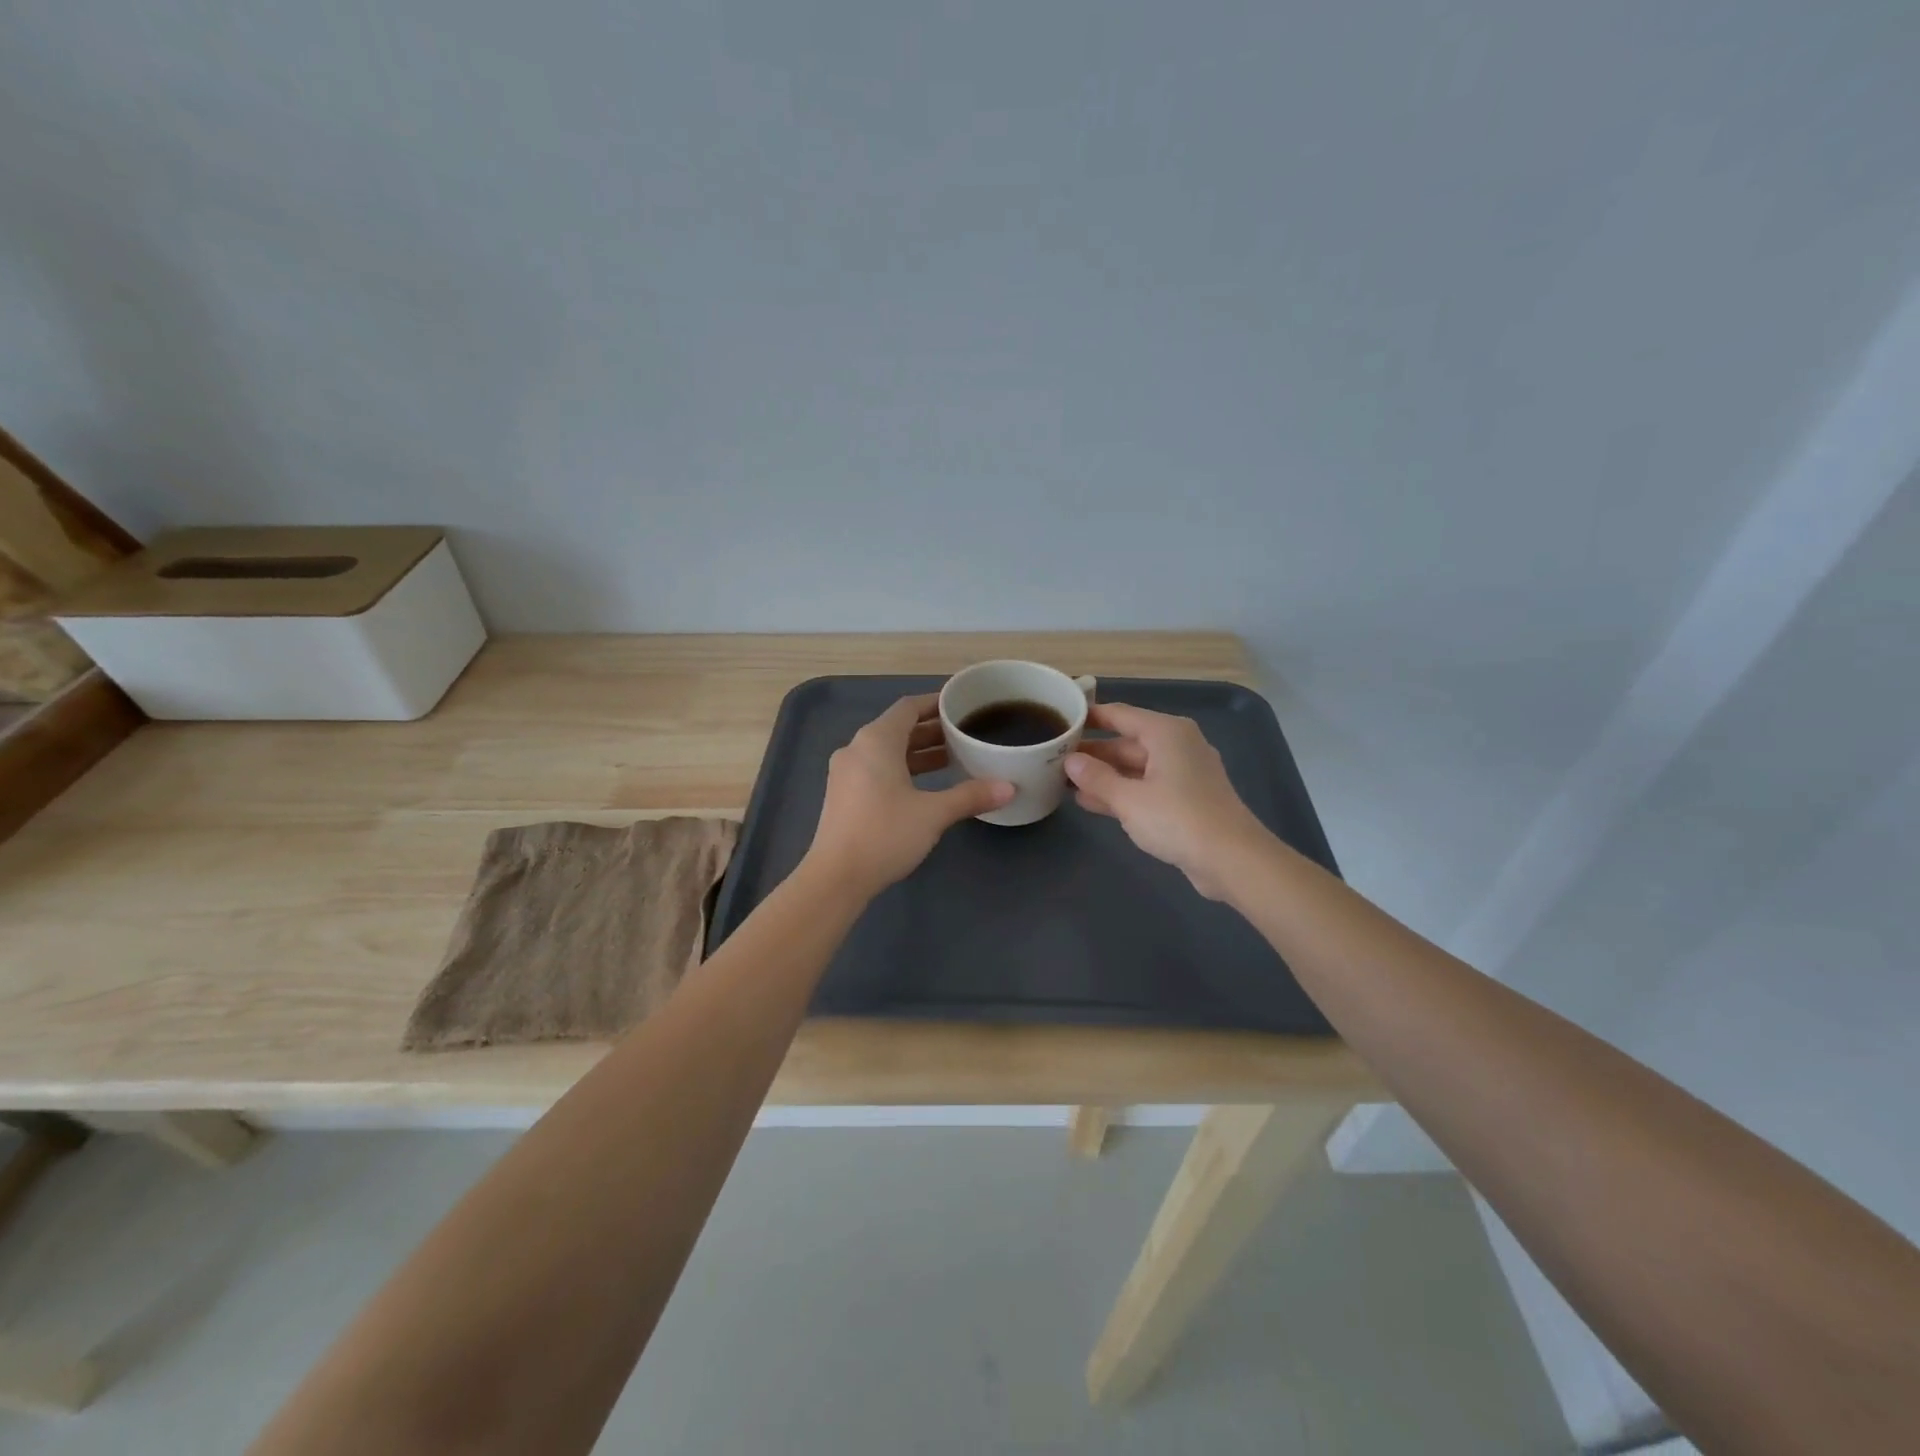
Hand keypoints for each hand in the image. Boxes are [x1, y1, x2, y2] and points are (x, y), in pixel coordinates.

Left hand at [805, 694, 1014, 898]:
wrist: (836, 877)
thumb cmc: (885, 834)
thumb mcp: (933, 813)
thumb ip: (971, 796)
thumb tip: (1009, 788)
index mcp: (876, 741)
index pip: (908, 707)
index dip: (935, 703)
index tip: (960, 705)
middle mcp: (857, 748)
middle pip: (898, 728)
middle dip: (931, 730)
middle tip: (965, 734)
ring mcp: (846, 772)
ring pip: (887, 751)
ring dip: (918, 752)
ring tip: (953, 759)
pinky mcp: (844, 795)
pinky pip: (877, 769)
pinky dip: (903, 769)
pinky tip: (926, 785)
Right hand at [1065, 702, 1268, 899]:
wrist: (1232, 860)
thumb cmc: (1178, 819)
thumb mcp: (1129, 799)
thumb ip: (1096, 778)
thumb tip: (1070, 761)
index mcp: (1166, 732)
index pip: (1119, 714)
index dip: (1088, 717)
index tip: (1059, 720)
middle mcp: (1176, 745)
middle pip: (1126, 742)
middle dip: (1092, 752)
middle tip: (1053, 758)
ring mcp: (1183, 773)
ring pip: (1134, 767)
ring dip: (1103, 775)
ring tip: (1063, 781)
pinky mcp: (1185, 799)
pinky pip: (1145, 786)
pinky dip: (1121, 792)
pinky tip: (1090, 802)